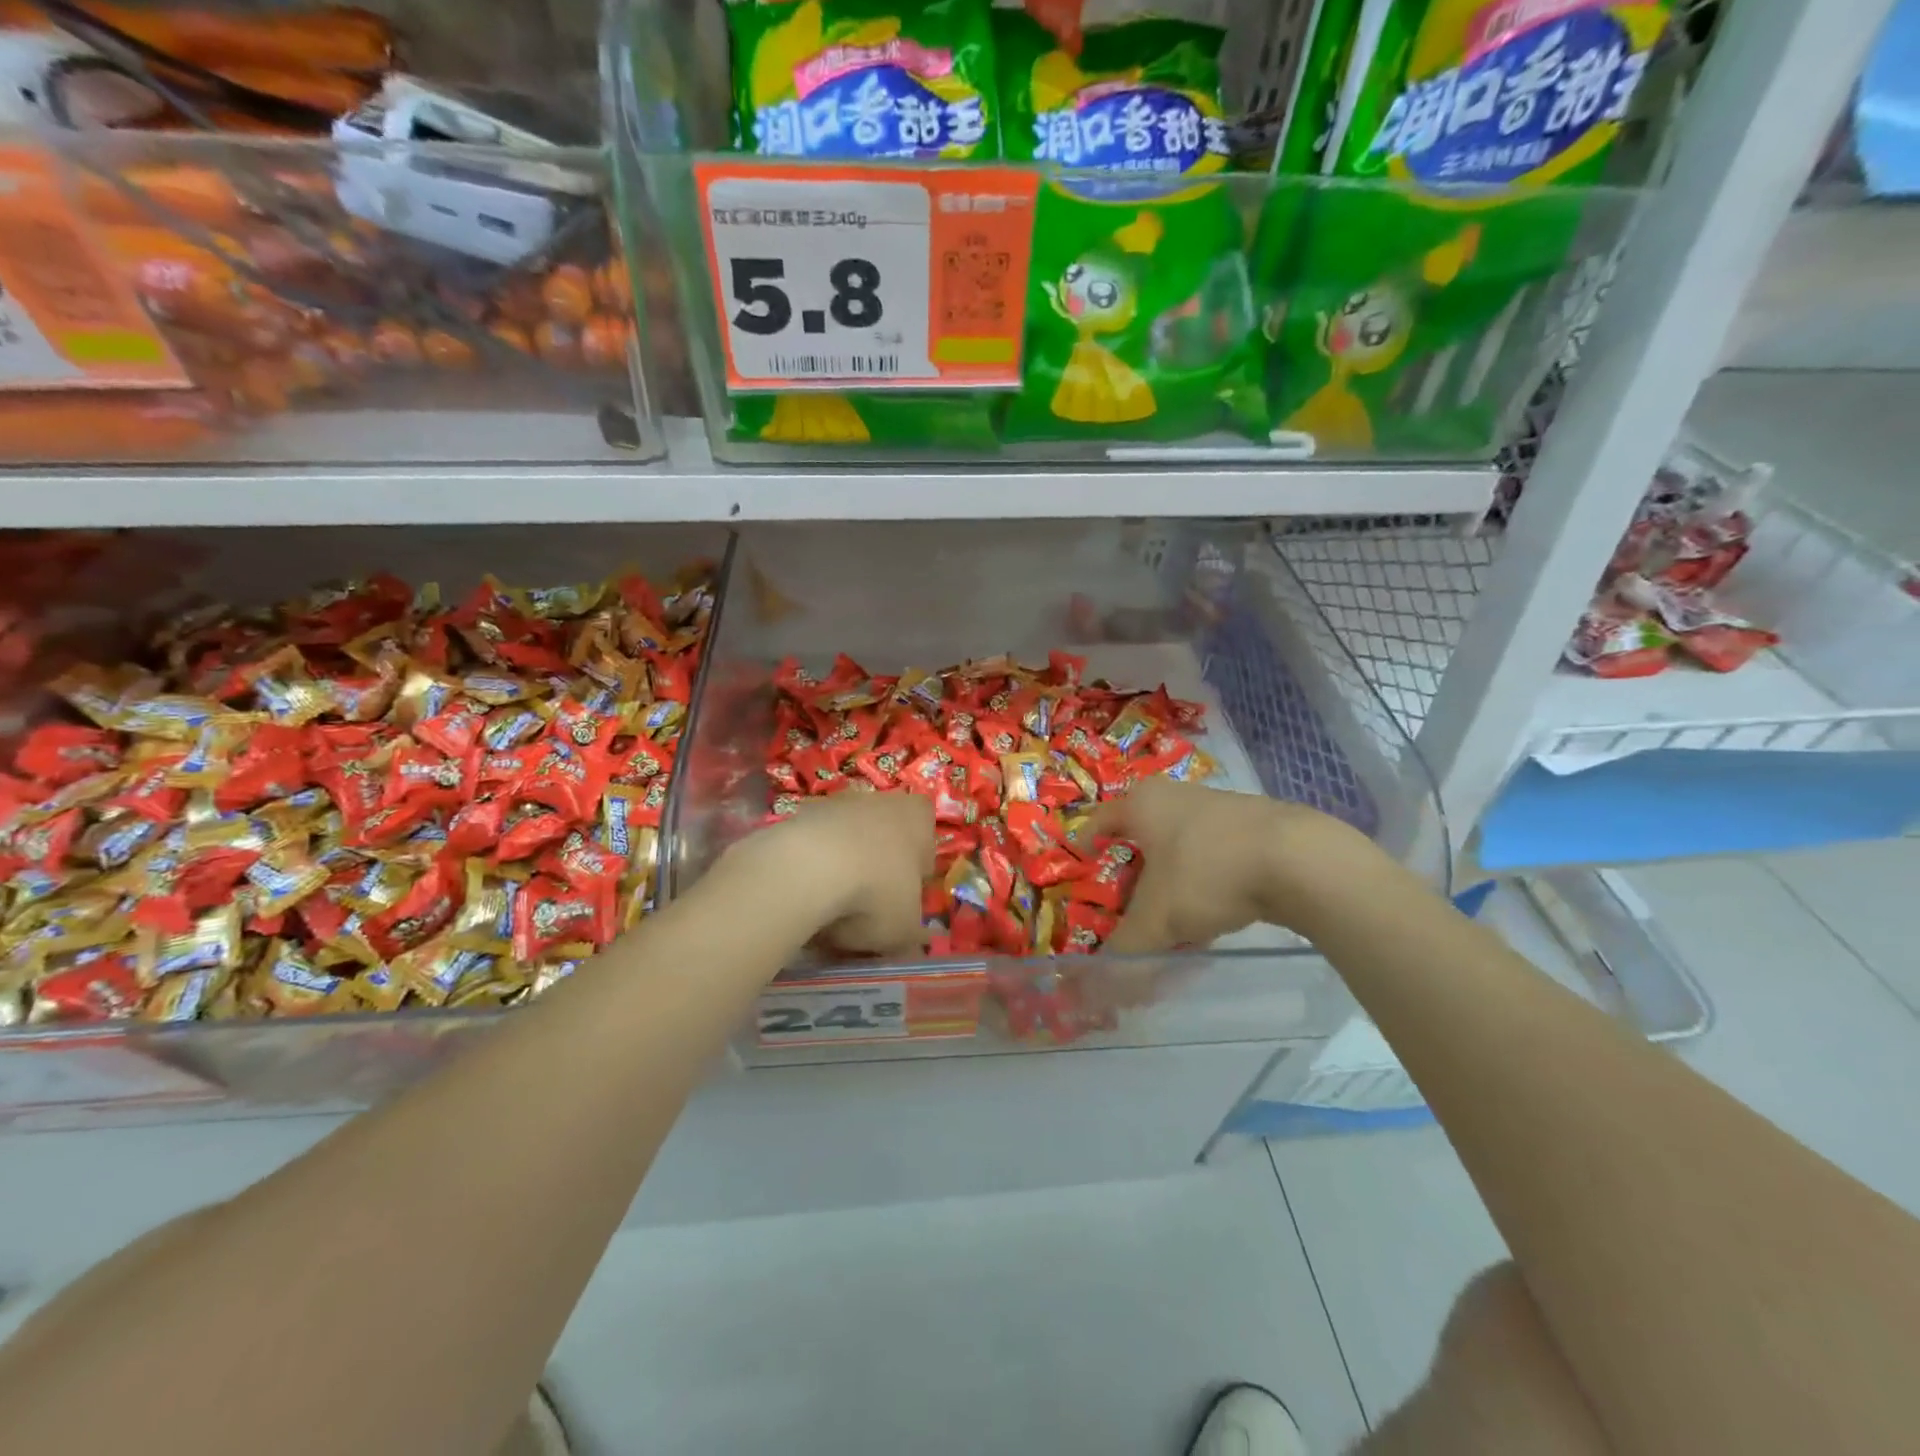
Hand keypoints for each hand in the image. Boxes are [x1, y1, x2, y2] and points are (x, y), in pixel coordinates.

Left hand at [724, 791, 934, 957]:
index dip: (917, 872)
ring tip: (830, 909)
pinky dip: (811, 867)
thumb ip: (913, 937)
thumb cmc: (877, 893)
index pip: (927, 839)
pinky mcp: (798, 814)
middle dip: (878, 868)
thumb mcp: (905, 929)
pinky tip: (804, 897)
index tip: (905, 900)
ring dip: (842, 867)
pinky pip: (813, 846)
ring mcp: (837, 802)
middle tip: (868, 908)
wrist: (808, 870)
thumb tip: (914, 948)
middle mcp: (881, 799)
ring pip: (846, 840)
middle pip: (884, 837)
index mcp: (918, 817)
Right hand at [1079, 779, 1384, 951]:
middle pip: (1141, 838)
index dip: (1087, 846)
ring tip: (1171, 923)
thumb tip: (1100, 982)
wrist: (1298, 860)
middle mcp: (1175, 796)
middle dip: (1132, 876)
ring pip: (1180, 850)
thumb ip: (1126, 950)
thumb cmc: (1206, 873)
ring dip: (1170, 885)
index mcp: (1142, 803)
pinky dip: (1204, 885)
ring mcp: (1217, 808)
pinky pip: (1213, 858)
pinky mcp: (1253, 826)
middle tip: (1125, 907)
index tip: (1083, 869)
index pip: (1100, 821)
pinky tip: (1213, 919)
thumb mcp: (1157, 919)